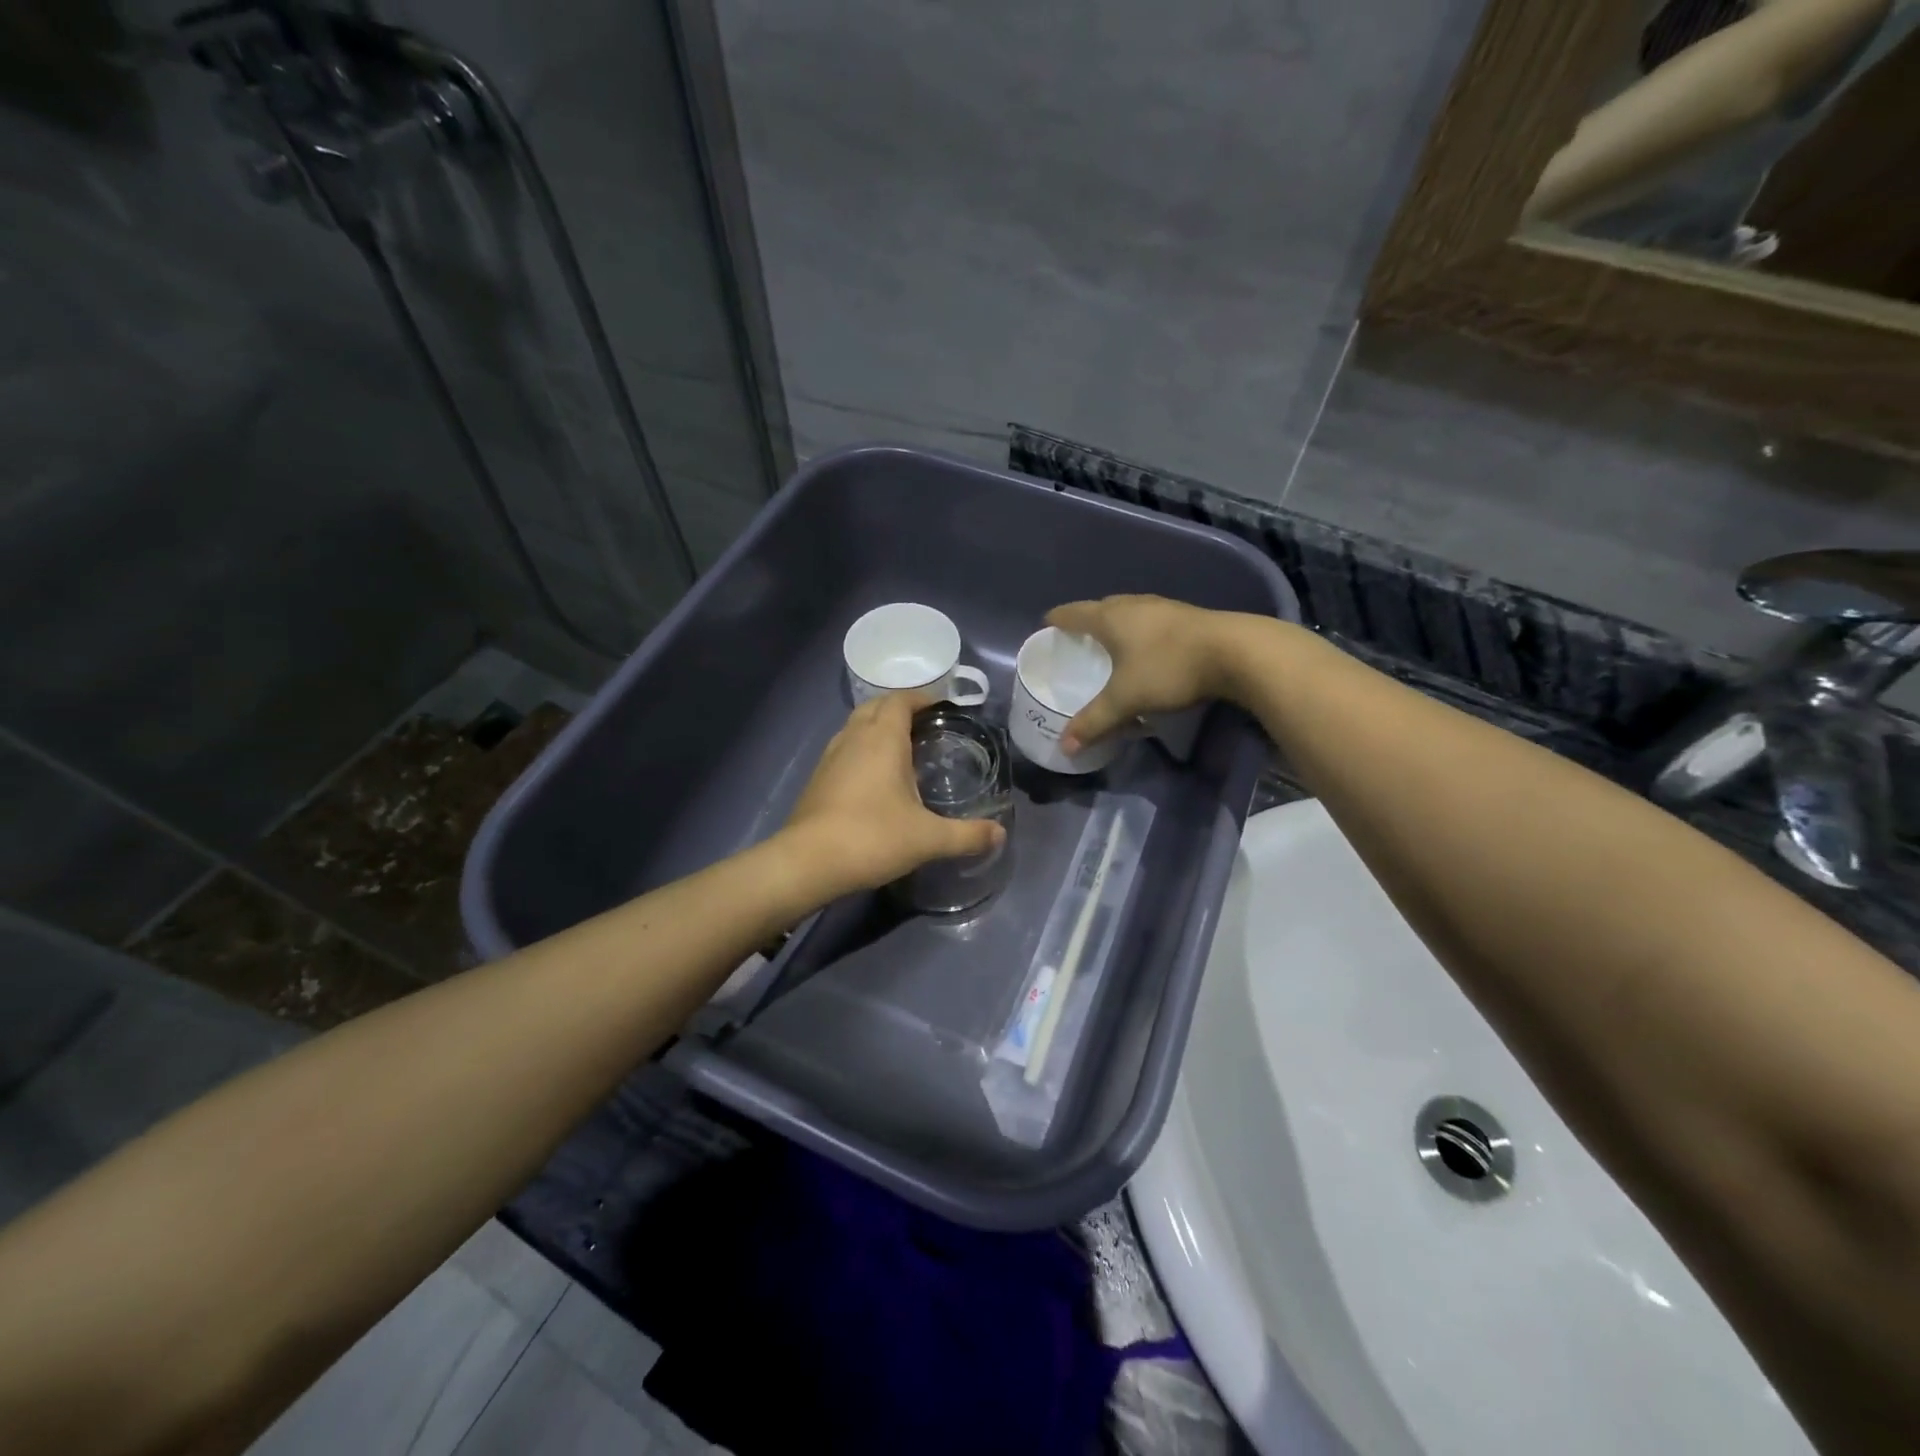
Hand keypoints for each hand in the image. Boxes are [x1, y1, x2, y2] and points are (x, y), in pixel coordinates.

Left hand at [779, 691, 1006, 901]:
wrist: (808, 862)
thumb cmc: (872, 838)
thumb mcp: (928, 839)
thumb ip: (967, 835)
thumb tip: (1000, 835)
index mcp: (882, 739)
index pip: (900, 700)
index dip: (921, 698)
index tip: (941, 706)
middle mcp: (853, 738)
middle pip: (875, 707)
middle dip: (899, 709)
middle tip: (925, 725)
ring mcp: (830, 757)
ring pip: (855, 727)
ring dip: (877, 727)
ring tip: (901, 748)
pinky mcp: (817, 779)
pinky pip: (844, 749)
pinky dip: (861, 749)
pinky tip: (874, 778)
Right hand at [1046, 595, 1233, 751]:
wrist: (1236, 652)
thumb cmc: (1169, 668)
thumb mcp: (1126, 700)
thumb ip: (1094, 722)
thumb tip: (1064, 747)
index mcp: (1111, 617)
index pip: (1073, 613)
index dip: (1057, 620)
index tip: (1046, 626)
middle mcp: (1134, 605)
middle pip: (1101, 607)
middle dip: (1086, 622)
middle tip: (1076, 640)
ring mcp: (1163, 607)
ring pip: (1129, 612)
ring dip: (1116, 625)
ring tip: (1110, 645)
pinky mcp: (1187, 617)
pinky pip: (1151, 621)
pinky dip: (1140, 632)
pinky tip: (1146, 650)